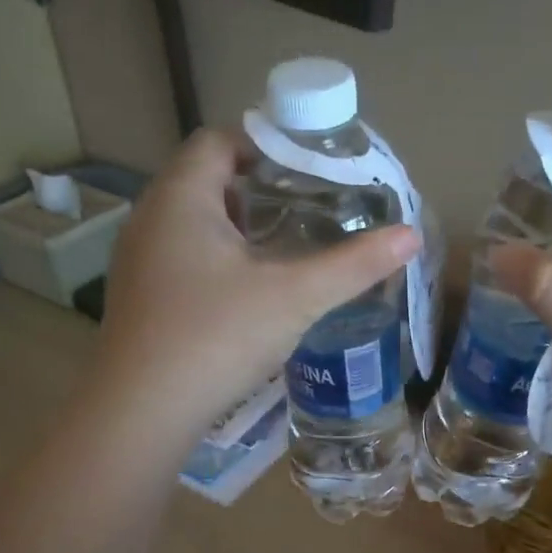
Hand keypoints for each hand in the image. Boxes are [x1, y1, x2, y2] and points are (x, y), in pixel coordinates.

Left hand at [89, 128, 419, 443]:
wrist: (142, 412)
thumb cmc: (216, 337)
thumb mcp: (295, 297)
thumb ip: (353, 265)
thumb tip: (411, 236)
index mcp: (181, 197)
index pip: (220, 140)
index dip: (266, 144)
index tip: (311, 169)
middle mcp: (151, 218)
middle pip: (208, 180)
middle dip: (261, 189)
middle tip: (312, 208)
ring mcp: (140, 262)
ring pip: (196, 224)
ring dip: (241, 228)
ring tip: (290, 247)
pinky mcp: (141, 299)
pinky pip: (185, 259)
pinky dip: (221, 261)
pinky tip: (252, 293)